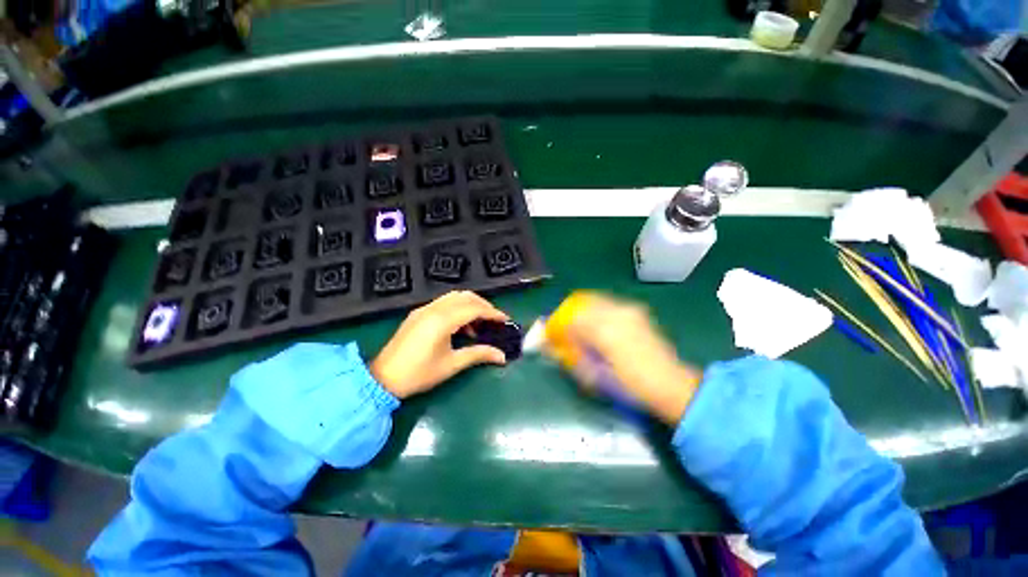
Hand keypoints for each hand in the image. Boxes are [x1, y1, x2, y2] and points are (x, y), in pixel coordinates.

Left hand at [371, 291, 508, 398]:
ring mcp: (424, 309)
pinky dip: (457, 307)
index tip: (505, 320)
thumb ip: (478, 354)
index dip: (492, 312)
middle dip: (483, 305)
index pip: (474, 308)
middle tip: (494, 319)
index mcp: (442, 320)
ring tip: (479, 323)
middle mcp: (433, 308)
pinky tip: (460, 325)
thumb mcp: (451, 364)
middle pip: (465, 297)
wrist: (383, 379)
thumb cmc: (419, 374)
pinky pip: (443, 302)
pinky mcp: (418, 313)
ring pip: (454, 296)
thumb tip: (502, 356)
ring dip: (470, 304)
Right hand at [561, 293, 702, 424]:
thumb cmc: (631, 386)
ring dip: (582, 312)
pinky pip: (607, 304)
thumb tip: (550, 346)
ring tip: (581, 330)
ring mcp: (628, 309)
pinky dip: (596, 311)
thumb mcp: (595, 376)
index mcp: (605, 331)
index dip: (556, 325)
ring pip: (594, 301)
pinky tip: (599, 328)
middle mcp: (616, 313)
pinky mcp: (635, 310)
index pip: (570, 318)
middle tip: (564, 332)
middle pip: (581, 303)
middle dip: (568, 315)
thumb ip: (570, 357)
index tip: (550, 336)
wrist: (671, 384)